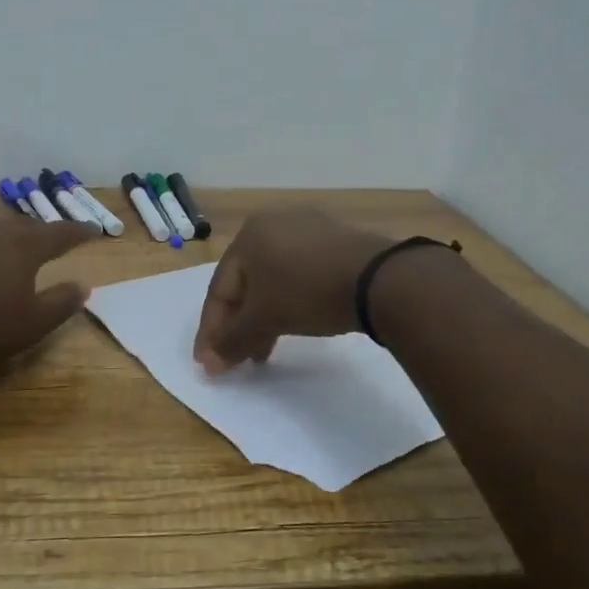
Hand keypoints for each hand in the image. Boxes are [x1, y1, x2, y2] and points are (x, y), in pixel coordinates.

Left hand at [0, 206, 99, 364]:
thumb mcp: (33, 323)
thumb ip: (62, 302)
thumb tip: (84, 285)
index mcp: (25, 245)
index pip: (61, 232)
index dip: (79, 232)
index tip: (93, 231)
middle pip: (24, 225)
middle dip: (40, 233)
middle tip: (48, 244)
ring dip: (3, 230)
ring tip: (6, 241)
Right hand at [192, 208, 394, 372]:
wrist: (380, 279)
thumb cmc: (308, 292)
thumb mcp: (264, 319)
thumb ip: (232, 340)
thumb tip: (209, 363)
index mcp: (248, 235)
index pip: (219, 289)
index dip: (211, 330)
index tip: (208, 363)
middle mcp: (273, 224)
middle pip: (245, 284)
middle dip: (238, 326)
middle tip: (237, 360)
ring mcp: (307, 229)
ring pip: (272, 280)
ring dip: (263, 318)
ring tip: (264, 351)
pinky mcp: (334, 241)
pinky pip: (298, 274)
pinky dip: (289, 301)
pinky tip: (295, 324)